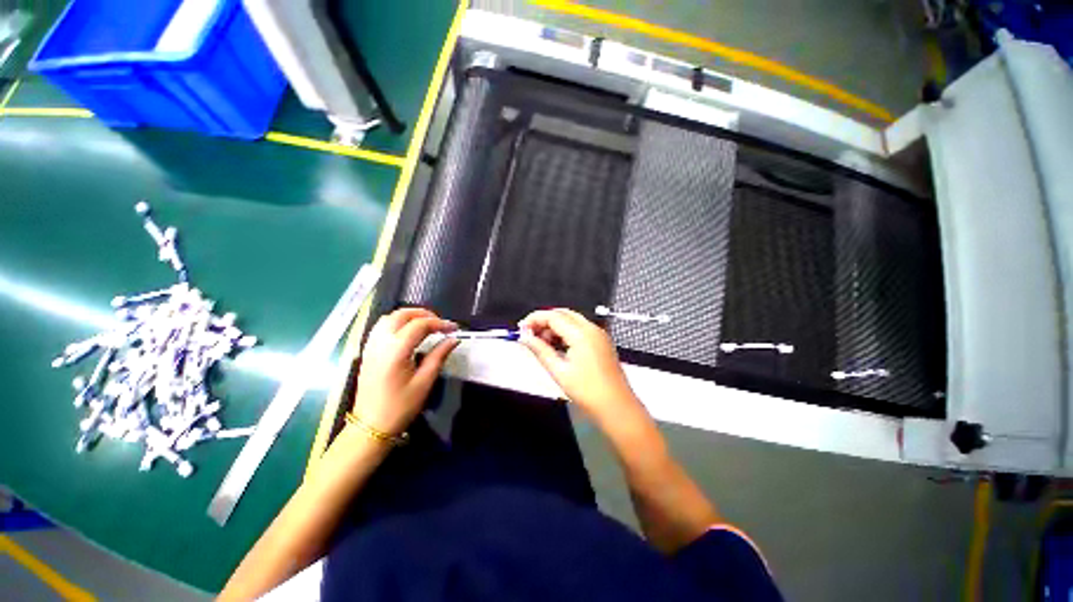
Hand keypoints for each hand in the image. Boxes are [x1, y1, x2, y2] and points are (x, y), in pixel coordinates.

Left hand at [352, 308, 457, 435]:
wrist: (370, 426)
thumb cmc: (400, 407)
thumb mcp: (424, 382)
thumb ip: (439, 356)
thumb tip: (453, 339)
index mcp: (396, 351)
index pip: (420, 325)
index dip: (440, 323)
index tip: (454, 328)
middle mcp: (381, 343)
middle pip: (402, 314)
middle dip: (424, 314)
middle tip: (440, 324)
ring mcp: (371, 346)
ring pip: (389, 317)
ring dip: (410, 316)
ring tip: (427, 325)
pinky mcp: (368, 351)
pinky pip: (381, 326)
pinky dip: (397, 322)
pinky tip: (408, 332)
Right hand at [519, 309, 641, 421]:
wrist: (617, 407)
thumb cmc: (587, 391)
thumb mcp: (559, 371)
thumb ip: (540, 350)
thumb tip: (524, 337)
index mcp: (581, 334)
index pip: (553, 316)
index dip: (534, 319)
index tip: (520, 329)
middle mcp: (591, 328)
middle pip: (563, 314)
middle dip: (544, 320)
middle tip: (530, 335)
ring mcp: (599, 334)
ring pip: (572, 320)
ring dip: (555, 326)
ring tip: (542, 343)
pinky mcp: (602, 341)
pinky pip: (581, 328)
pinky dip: (567, 332)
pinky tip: (558, 346)